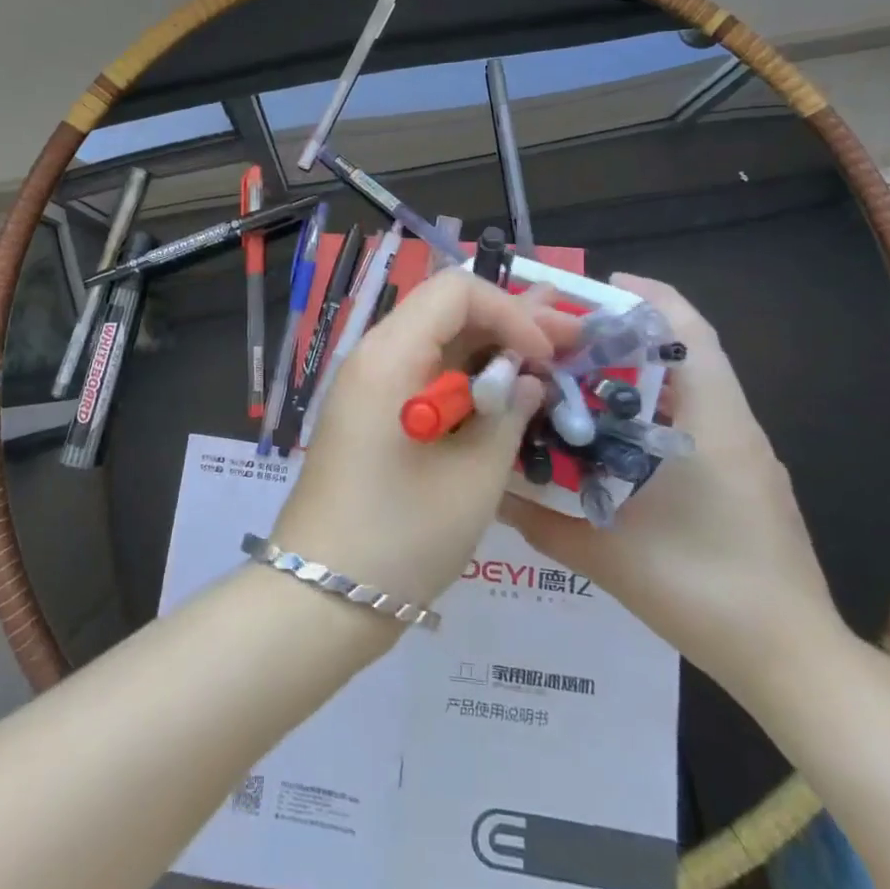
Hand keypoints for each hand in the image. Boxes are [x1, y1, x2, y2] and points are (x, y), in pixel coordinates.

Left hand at [272, 268, 580, 608]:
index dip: (510, 312)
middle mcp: (374, 356)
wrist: (321, 598)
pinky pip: (424, 375)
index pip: (456, 290)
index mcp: (389, 355)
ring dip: (491, 352)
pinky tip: (503, 401)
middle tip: (568, 346)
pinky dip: (466, 380)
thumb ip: (508, 415)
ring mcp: (369, 385)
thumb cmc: (400, 537)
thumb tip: (527, 380)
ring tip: (546, 368)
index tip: (544, 359)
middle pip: (447, 311)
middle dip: (509, 324)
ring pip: (438, 343)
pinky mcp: (371, 414)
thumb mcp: (473, 478)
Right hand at [499, 275, 844, 699]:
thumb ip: (541, 522)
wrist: (795, 662)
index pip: (688, 331)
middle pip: (687, 349)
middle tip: (570, 335)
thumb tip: (490, 493)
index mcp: (712, 422)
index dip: (647, 297)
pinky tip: (617, 433)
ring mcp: (746, 453)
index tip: (598, 286)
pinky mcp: (747, 478)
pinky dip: (658, 405)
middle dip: (629, 332)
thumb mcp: (609, 556)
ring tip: (583, 375)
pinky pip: (699, 417)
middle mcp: (734, 424)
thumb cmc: (705, 592)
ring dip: (643, 370)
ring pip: (693, 385)